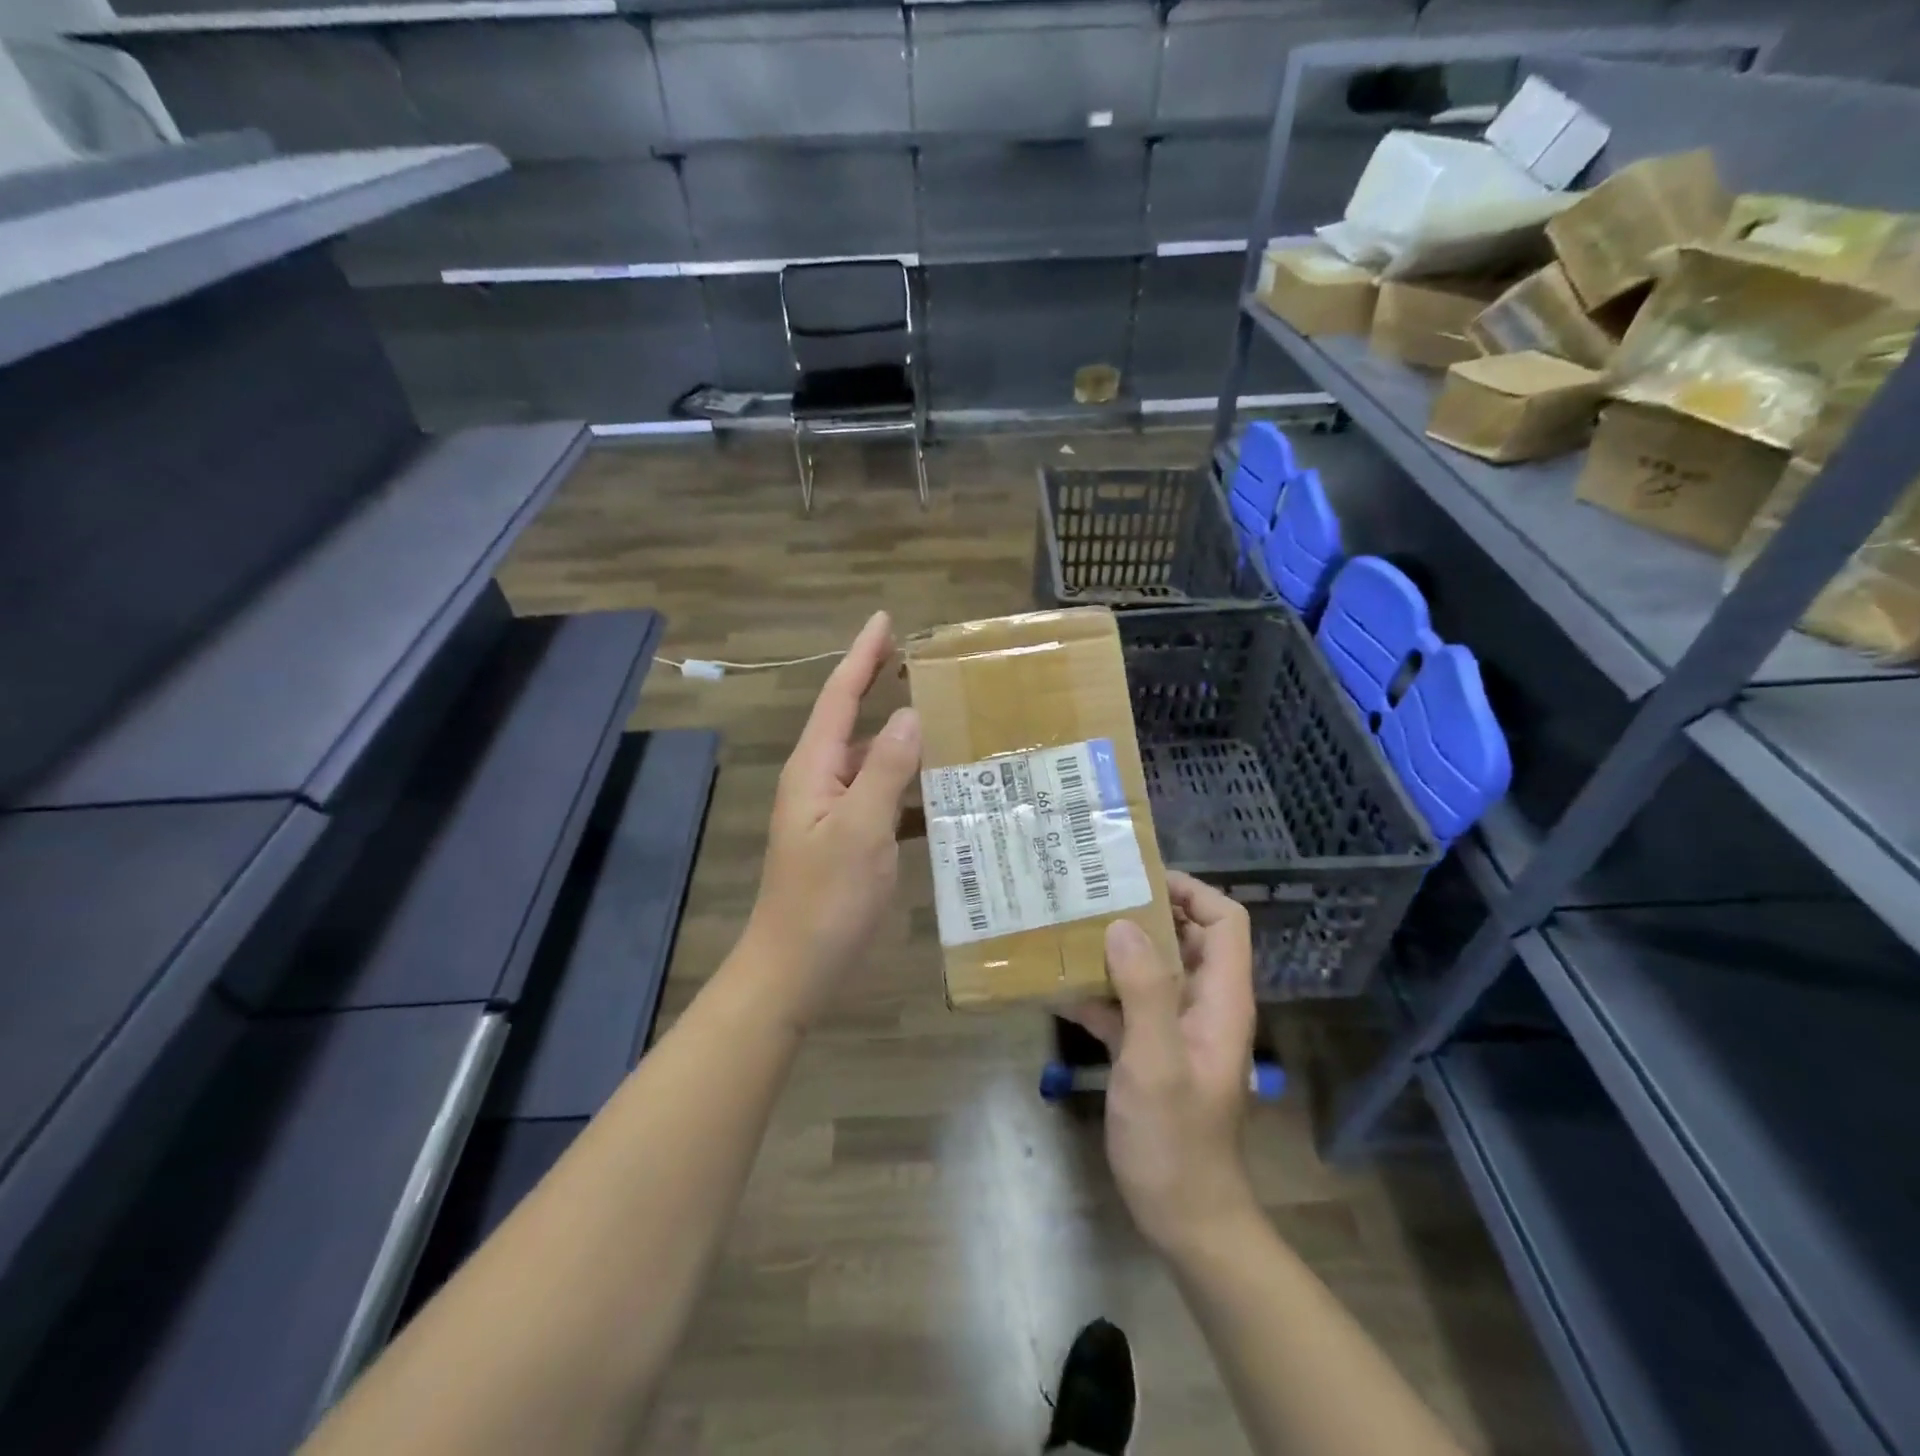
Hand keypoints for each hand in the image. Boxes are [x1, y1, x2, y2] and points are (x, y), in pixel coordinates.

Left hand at [744, 611, 920, 1028]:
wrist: (796, 968)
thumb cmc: (825, 899)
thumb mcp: (860, 829)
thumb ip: (885, 769)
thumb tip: (911, 714)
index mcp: (813, 768)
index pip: (839, 697)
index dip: (862, 656)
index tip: (885, 620)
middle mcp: (820, 781)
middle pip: (853, 721)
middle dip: (880, 686)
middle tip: (921, 662)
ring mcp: (834, 813)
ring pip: (873, 761)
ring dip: (903, 739)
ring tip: (947, 718)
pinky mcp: (850, 840)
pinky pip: (884, 798)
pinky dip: (910, 788)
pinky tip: (944, 791)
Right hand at [1062, 872, 1259, 1255]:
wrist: (1185, 1219)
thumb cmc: (1176, 1141)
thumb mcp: (1156, 1062)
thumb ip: (1145, 992)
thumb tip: (1125, 926)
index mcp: (1220, 1000)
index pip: (1225, 923)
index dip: (1191, 893)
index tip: (1140, 881)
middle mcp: (1203, 1005)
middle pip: (1185, 938)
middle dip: (1144, 913)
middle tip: (1093, 896)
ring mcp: (1176, 1028)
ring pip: (1152, 969)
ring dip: (1116, 949)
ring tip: (1069, 927)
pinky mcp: (1151, 1050)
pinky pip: (1127, 1004)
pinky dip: (1099, 991)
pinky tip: (1056, 987)